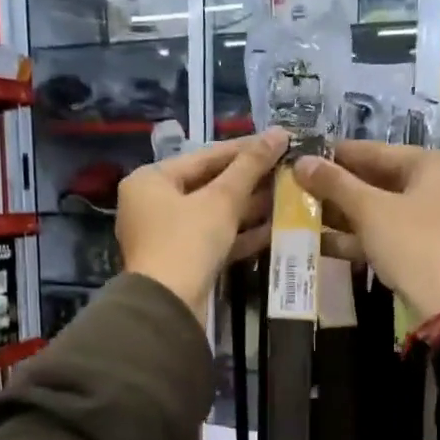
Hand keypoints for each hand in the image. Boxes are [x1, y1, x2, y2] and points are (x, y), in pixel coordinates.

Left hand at [117, 129, 287, 318]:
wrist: (168, 307)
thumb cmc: (187, 242)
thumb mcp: (221, 200)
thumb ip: (250, 165)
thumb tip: (278, 133)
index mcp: (151, 180)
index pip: (205, 156)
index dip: (245, 148)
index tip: (278, 141)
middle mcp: (153, 204)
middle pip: (209, 185)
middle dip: (250, 181)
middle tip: (287, 170)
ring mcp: (167, 235)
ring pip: (214, 214)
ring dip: (249, 208)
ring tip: (288, 196)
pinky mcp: (182, 262)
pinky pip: (214, 239)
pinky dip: (240, 234)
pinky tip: (275, 228)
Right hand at [292, 142, 439, 321]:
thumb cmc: (413, 243)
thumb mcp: (369, 210)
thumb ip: (334, 183)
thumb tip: (301, 162)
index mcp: (431, 165)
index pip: (375, 151)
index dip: (336, 155)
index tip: (302, 157)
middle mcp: (435, 187)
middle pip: (376, 181)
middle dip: (336, 188)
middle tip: (296, 187)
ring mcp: (429, 221)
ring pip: (377, 211)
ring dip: (341, 215)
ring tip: (299, 213)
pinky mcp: (420, 251)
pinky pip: (382, 235)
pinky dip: (355, 237)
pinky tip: (318, 242)